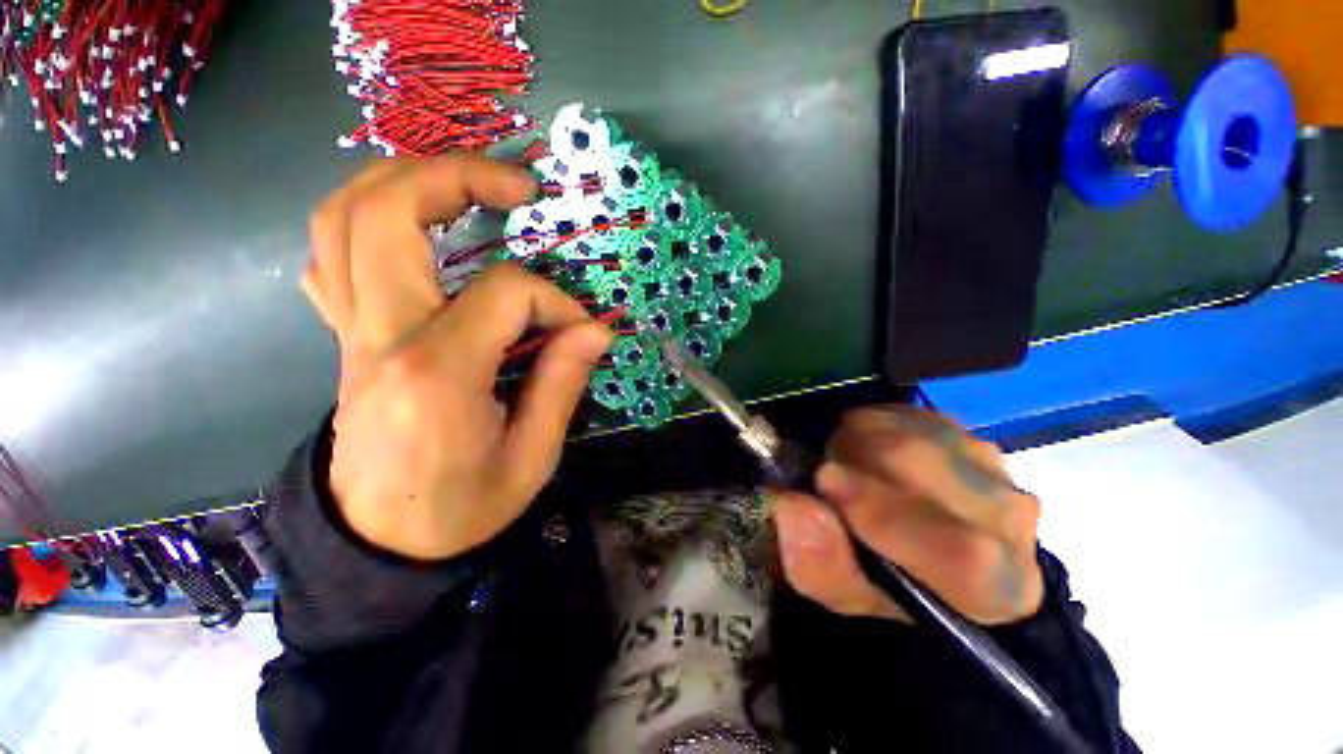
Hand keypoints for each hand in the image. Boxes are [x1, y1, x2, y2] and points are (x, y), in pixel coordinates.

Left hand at [301, 155, 612, 559]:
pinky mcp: (345, 340)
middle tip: (516, 183)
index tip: (581, 329)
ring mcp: (351, 335)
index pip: (503, 295)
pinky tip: (413, 231)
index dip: (555, 302)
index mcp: (438, 375)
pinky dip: (367, 221)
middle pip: (386, 215)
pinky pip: (331, 256)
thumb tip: (593, 328)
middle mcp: (380, 339)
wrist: (382, 544)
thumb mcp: (532, 457)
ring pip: (342, 220)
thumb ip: (562, 383)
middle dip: (457, 177)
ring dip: (403, 180)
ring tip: (463, 182)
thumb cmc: (463, 509)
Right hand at [772, 406, 1043, 624]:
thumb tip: (793, 508)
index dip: (885, 513)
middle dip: (856, 462)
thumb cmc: (884, 583)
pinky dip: (870, 427)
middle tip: (825, 477)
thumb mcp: (843, 592)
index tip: (825, 485)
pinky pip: (905, 415)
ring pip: (912, 433)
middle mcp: (1011, 521)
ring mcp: (993, 465)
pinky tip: (867, 454)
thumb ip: (820, 564)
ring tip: (846, 469)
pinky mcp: (966, 431)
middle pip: (927, 470)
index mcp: (998, 589)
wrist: (923, 547)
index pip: (963, 551)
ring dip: (859, 444)